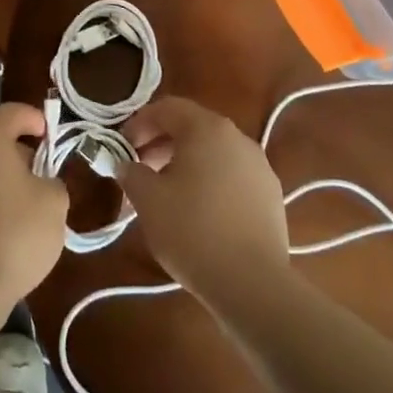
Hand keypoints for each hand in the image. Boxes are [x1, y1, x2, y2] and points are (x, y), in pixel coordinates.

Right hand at [119, 97, 290, 310]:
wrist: (252, 284)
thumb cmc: (192, 230)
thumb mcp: (147, 199)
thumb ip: (131, 173)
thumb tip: (125, 164)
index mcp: (207, 128)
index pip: (167, 108)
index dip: (139, 123)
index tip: (122, 148)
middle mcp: (237, 138)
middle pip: (192, 128)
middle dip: (160, 144)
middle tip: (139, 171)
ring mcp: (259, 166)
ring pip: (213, 152)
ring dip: (185, 164)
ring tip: (166, 194)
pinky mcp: (271, 195)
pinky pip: (232, 175)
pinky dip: (209, 182)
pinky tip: (198, 212)